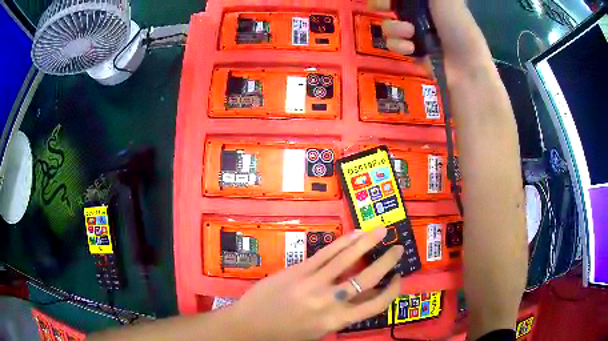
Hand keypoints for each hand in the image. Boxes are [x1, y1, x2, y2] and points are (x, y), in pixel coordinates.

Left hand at [227, 228, 403, 340]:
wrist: (249, 326)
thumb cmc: (285, 334)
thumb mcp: (319, 331)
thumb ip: (342, 314)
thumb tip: (363, 296)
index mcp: (336, 320)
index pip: (376, 305)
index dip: (392, 291)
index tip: (399, 279)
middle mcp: (329, 301)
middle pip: (367, 278)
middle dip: (387, 261)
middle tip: (399, 248)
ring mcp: (313, 282)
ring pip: (347, 259)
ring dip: (368, 242)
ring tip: (382, 230)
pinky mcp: (298, 270)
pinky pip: (326, 253)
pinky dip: (343, 242)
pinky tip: (354, 234)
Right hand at [370, 0, 494, 80]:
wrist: (467, 67)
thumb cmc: (459, 27)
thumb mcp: (446, 0)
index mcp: (431, 2)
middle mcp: (421, 14)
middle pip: (393, 6)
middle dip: (383, 5)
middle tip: (379, 6)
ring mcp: (416, 34)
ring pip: (389, 24)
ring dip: (394, 28)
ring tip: (410, 33)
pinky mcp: (413, 52)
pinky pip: (394, 44)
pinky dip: (399, 45)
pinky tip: (411, 49)